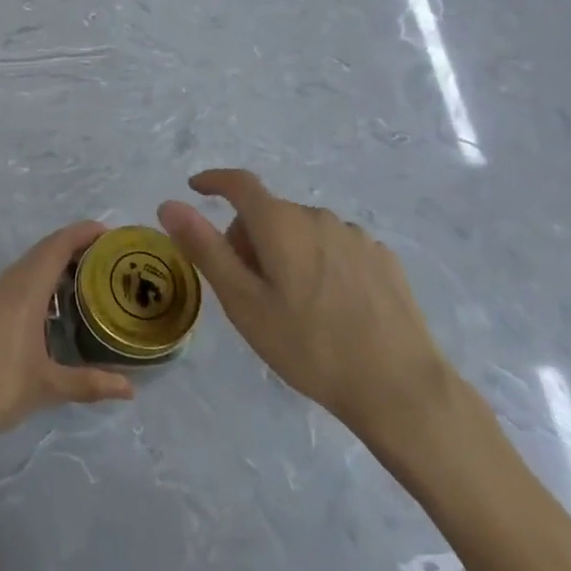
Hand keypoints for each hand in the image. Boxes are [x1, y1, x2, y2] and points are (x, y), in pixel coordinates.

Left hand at [0, 221, 133, 453]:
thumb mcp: (45, 388)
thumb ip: (88, 384)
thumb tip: (130, 389)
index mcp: (22, 292)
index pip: (55, 248)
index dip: (80, 234)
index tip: (106, 231)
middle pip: (37, 257)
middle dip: (68, 254)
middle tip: (99, 266)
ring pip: (17, 276)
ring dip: (44, 276)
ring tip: (71, 294)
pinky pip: (0, 293)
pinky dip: (23, 294)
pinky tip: (30, 324)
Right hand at [157, 170, 452, 446]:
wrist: (400, 388)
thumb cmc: (309, 346)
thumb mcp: (243, 302)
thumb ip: (204, 248)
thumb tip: (169, 204)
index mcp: (280, 223)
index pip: (239, 183)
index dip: (213, 181)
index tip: (196, 189)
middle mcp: (318, 217)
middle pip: (269, 212)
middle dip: (249, 236)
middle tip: (246, 287)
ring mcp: (356, 236)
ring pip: (303, 230)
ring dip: (285, 250)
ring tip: (291, 303)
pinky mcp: (383, 259)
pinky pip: (335, 246)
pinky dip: (319, 262)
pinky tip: (330, 306)